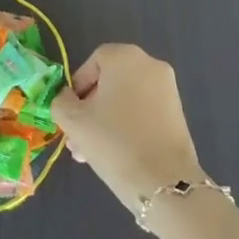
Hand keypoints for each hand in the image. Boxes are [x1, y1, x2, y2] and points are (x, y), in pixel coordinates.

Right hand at [52, 44, 205, 214]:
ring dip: (105, 121)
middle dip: (90, 109)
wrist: (164, 182)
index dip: (77, 87)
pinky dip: (127, 126)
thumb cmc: (113, 141)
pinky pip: (143, 111)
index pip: (93, 62)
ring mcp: (167, 88)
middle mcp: (150, 64)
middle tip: (77, 139)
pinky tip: (115, 154)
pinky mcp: (178, 113)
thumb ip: (61, 102)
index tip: (70, 114)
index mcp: (125, 56)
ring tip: (91, 154)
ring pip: (125, 100)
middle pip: (110, 82)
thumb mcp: (73, 121)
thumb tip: (68, 99)